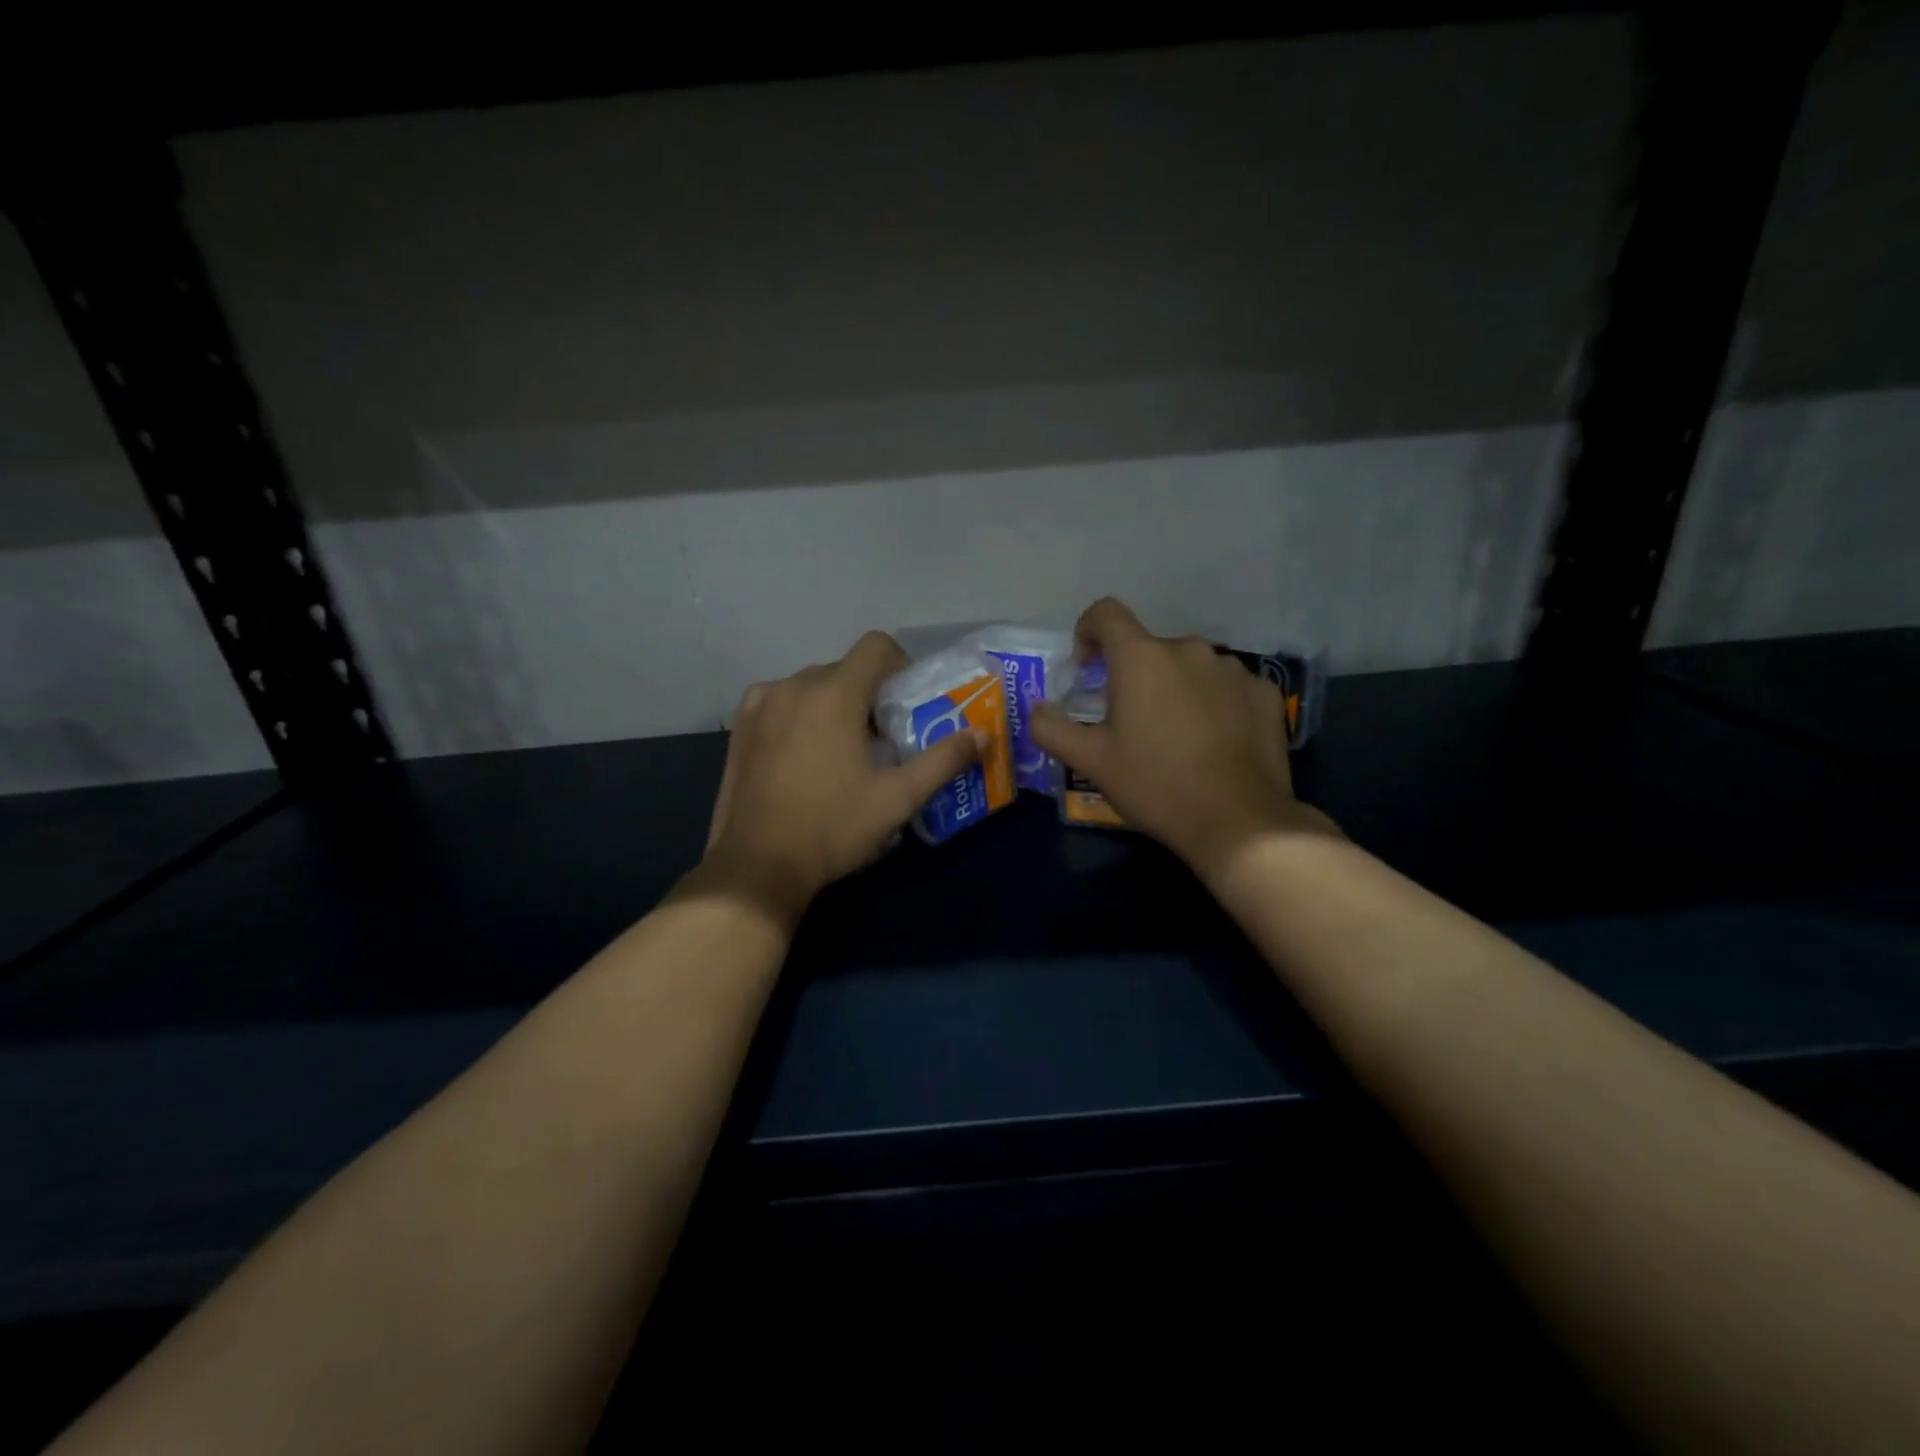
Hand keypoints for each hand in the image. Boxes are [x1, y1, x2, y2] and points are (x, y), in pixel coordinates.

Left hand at [697, 631, 981, 922]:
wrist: (759, 865)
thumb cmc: (834, 827)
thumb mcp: (899, 798)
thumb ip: (944, 760)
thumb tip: (983, 735)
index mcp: (836, 694)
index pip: (876, 646)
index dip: (900, 664)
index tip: (907, 701)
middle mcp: (795, 685)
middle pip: (845, 669)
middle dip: (868, 694)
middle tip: (881, 739)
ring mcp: (762, 704)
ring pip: (811, 685)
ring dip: (833, 703)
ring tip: (841, 750)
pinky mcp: (740, 726)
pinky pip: (779, 701)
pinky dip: (798, 713)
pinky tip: (802, 751)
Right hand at [1028, 598, 1336, 882]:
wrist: (1239, 821)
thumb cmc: (1155, 785)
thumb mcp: (1090, 761)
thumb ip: (1051, 728)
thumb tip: (1038, 709)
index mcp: (1141, 657)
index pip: (1106, 613)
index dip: (1088, 631)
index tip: (1088, 667)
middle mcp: (1189, 649)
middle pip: (1149, 648)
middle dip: (1133, 674)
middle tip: (1130, 722)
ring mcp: (1233, 668)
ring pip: (1190, 666)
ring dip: (1175, 687)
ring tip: (1176, 734)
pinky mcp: (1265, 692)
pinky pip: (1227, 685)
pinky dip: (1213, 702)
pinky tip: (1215, 741)